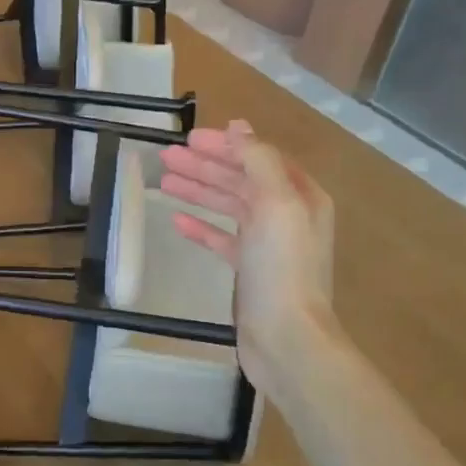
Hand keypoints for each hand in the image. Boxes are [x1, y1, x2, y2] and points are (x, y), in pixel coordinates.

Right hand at [158, 120, 334, 400]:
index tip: (188, 139)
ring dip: (199, 191)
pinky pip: (223, 239)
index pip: (258, 158)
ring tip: (164, 180)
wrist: (286, 338)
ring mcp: (268, 244)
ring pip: (229, 207)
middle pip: (241, 180)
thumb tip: (239, 128)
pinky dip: (201, 227)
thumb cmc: (282, 267)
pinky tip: (176, 221)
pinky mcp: (250, 271)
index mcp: (300, 195)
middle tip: (167, 157)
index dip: (225, 146)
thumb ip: (258, 161)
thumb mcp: (275, 203)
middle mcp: (287, 215)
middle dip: (205, 166)